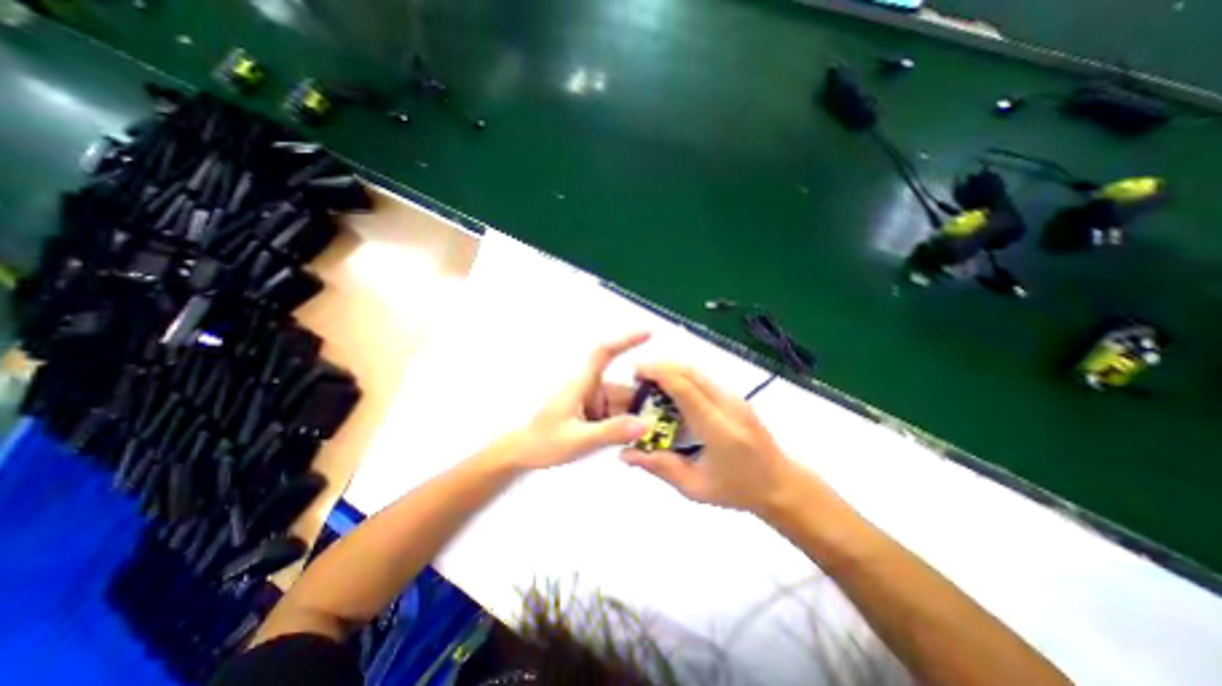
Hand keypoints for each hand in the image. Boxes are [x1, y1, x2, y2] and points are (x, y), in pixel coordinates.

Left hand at [513, 332, 653, 469]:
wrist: (523, 453)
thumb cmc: (543, 442)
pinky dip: (623, 424)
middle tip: (657, 425)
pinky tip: (629, 439)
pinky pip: (614, 413)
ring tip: (643, 438)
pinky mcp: (591, 411)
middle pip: (622, 388)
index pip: (604, 353)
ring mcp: (590, 400)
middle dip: (639, 405)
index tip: (648, 333)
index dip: (626, 340)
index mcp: (581, 384)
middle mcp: (589, 387)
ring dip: (632, 418)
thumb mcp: (578, 440)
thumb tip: (645, 423)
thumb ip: (611, 432)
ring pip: (621, 403)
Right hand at [623, 361, 804, 512]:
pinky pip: (704, 378)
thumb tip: (625, 453)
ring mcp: (735, 397)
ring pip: (698, 371)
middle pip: (690, 372)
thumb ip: (660, 467)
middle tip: (637, 376)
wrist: (781, 483)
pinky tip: (671, 389)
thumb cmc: (738, 489)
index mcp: (719, 429)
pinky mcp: (736, 396)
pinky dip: (683, 376)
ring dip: (671, 369)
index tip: (635, 372)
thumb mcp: (695, 487)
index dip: (659, 374)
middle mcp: (728, 405)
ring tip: (649, 380)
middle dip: (661, 367)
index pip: (685, 389)